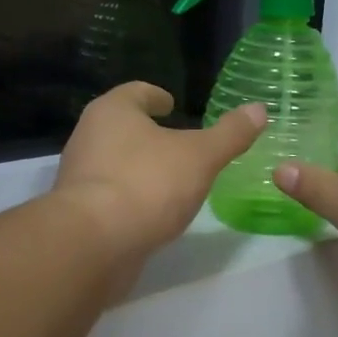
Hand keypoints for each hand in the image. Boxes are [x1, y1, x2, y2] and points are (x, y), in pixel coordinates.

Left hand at [56, 83, 266, 256]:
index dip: (156, 96)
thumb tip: (259, 109)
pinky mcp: (78, 212)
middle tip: (177, 142)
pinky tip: (151, 211)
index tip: (171, 104)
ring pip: (114, 162)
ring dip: (139, 166)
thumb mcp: (200, 157)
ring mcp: (79, 176)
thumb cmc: (148, 184)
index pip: (136, 92)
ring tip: (169, 178)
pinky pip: (110, 195)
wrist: (94, 244)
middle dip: (147, 133)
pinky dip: (130, 196)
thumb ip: (229, 134)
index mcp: (112, 112)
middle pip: (121, 126)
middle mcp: (88, 137)